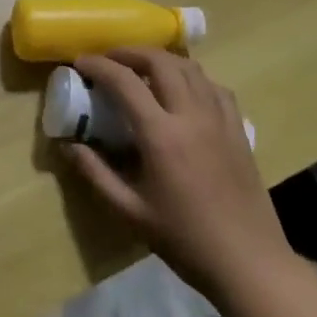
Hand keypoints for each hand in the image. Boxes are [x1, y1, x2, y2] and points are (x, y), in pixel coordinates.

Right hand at [62, 48, 294, 308]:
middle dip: (130, 52)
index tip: (80, 62)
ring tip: (141, 68)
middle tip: (109, 59)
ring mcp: (220, 119)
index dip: (98, 65)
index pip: (125, 82)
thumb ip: (95, 173)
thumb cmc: (185, 240)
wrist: (249, 263)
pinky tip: (182, 90)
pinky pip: (214, 87)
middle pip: (161, 62)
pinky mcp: (238, 129)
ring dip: (161, 60)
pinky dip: (192, 77)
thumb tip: (68, 145)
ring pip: (190, 68)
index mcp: (161, 135)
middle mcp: (192, 116)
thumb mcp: (129, 212)